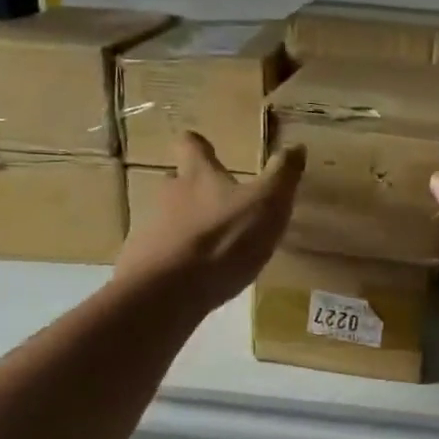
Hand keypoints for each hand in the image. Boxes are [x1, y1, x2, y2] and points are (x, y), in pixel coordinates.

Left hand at [115, 133, 304, 311]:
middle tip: (217, 206)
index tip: (206, 148)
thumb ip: (282, 175)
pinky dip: (177, 262)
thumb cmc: (223, 239)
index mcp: (198, 176)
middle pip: (176, 183)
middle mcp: (168, 196)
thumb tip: (296, 146)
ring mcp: (149, 230)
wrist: (167, 293)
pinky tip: (195, 280)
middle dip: (194, 191)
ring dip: (187, 228)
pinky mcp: (142, 265)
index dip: (199, 145)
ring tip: (212, 250)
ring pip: (168, 220)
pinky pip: (161, 256)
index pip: (191, 145)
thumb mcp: (266, 204)